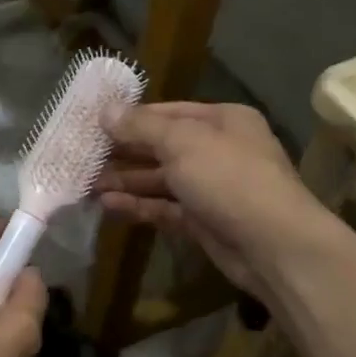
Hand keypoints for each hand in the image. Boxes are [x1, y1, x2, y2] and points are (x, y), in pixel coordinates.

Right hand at [98, 102, 324, 294]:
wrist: (274, 246)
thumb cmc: (229, 178)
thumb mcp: (182, 142)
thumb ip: (141, 127)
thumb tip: (106, 110)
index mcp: (222, 120)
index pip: (167, 112)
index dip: (130, 118)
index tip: (92, 124)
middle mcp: (217, 150)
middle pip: (161, 146)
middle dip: (123, 152)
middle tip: (82, 156)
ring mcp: (211, 188)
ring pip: (160, 180)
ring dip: (125, 181)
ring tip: (86, 184)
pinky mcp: (203, 221)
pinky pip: (164, 208)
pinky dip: (138, 206)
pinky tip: (107, 206)